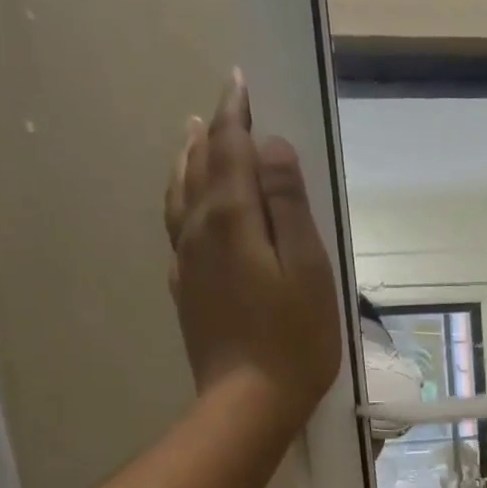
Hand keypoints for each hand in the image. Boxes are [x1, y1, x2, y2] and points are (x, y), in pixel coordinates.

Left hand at [165, 71, 341, 436]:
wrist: (248, 404)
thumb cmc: (292, 342)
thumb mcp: (308, 270)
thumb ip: (289, 205)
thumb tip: (272, 148)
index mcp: (230, 218)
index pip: (229, 148)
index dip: (235, 113)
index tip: (241, 83)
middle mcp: (198, 231)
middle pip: (199, 166)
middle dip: (213, 133)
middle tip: (224, 107)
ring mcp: (186, 264)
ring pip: (180, 196)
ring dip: (188, 161)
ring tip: (193, 139)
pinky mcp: (186, 294)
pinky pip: (177, 232)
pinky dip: (182, 204)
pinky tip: (189, 210)